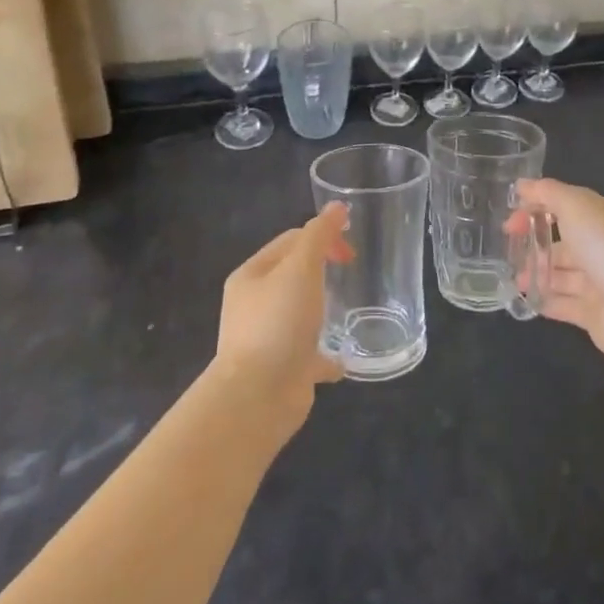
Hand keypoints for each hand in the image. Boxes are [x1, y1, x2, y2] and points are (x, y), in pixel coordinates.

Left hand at [213, 204, 353, 431]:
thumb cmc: (278, 322)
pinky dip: (326, 355)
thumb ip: (320, 235)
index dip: (322, 238)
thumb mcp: (301, 268)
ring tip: (348, 311)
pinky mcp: (281, 371)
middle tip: (350, 273)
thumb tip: (337, 206)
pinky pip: (308, 356)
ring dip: (322, 312)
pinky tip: (345, 358)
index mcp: (252, 276)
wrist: (258, 397)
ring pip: (299, 315)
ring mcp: (266, 340)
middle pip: (293, 276)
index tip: (350, 252)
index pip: (290, 242)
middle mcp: (254, 305)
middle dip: (321, 271)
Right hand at [515, 178, 603, 365]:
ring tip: (514, 279)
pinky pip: (564, 304)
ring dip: (537, 273)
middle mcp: (603, 246)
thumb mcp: (576, 206)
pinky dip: (544, 300)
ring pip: (562, 274)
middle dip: (535, 243)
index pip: (565, 206)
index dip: (535, 208)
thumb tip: (522, 185)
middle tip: (508, 250)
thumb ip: (547, 193)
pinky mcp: (595, 314)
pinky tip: (524, 299)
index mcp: (603, 216)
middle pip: (563, 241)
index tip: (509, 222)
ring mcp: (600, 282)